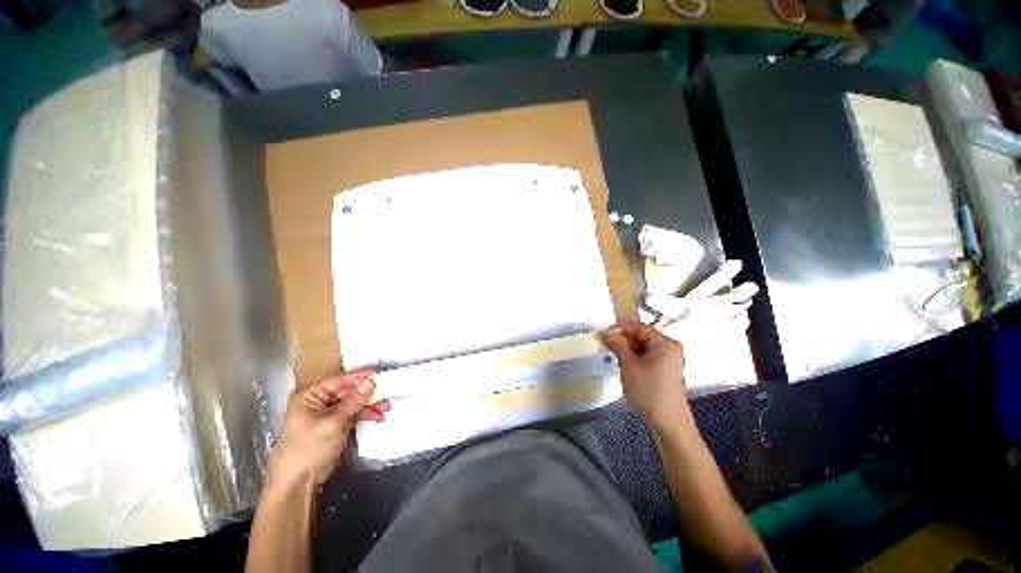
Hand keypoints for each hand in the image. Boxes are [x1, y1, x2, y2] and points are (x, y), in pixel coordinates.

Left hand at [268, 370, 390, 489]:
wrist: (299, 481)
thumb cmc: (309, 448)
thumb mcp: (333, 423)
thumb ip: (354, 401)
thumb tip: (371, 381)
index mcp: (310, 395)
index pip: (339, 380)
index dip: (360, 376)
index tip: (379, 373)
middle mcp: (319, 400)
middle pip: (349, 391)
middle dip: (368, 394)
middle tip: (388, 392)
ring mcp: (328, 413)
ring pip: (354, 402)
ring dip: (370, 404)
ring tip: (386, 407)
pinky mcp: (336, 424)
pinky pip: (354, 413)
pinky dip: (366, 414)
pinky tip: (378, 417)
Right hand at [602, 321, 689, 432]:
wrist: (668, 421)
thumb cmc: (649, 390)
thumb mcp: (629, 365)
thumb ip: (618, 345)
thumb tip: (607, 331)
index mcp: (665, 343)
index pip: (640, 327)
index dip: (621, 328)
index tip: (605, 334)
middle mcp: (669, 348)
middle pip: (642, 336)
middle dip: (624, 340)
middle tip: (608, 347)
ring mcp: (668, 359)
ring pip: (643, 347)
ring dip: (628, 350)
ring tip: (616, 358)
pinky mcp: (664, 369)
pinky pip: (647, 356)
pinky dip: (635, 358)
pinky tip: (626, 366)